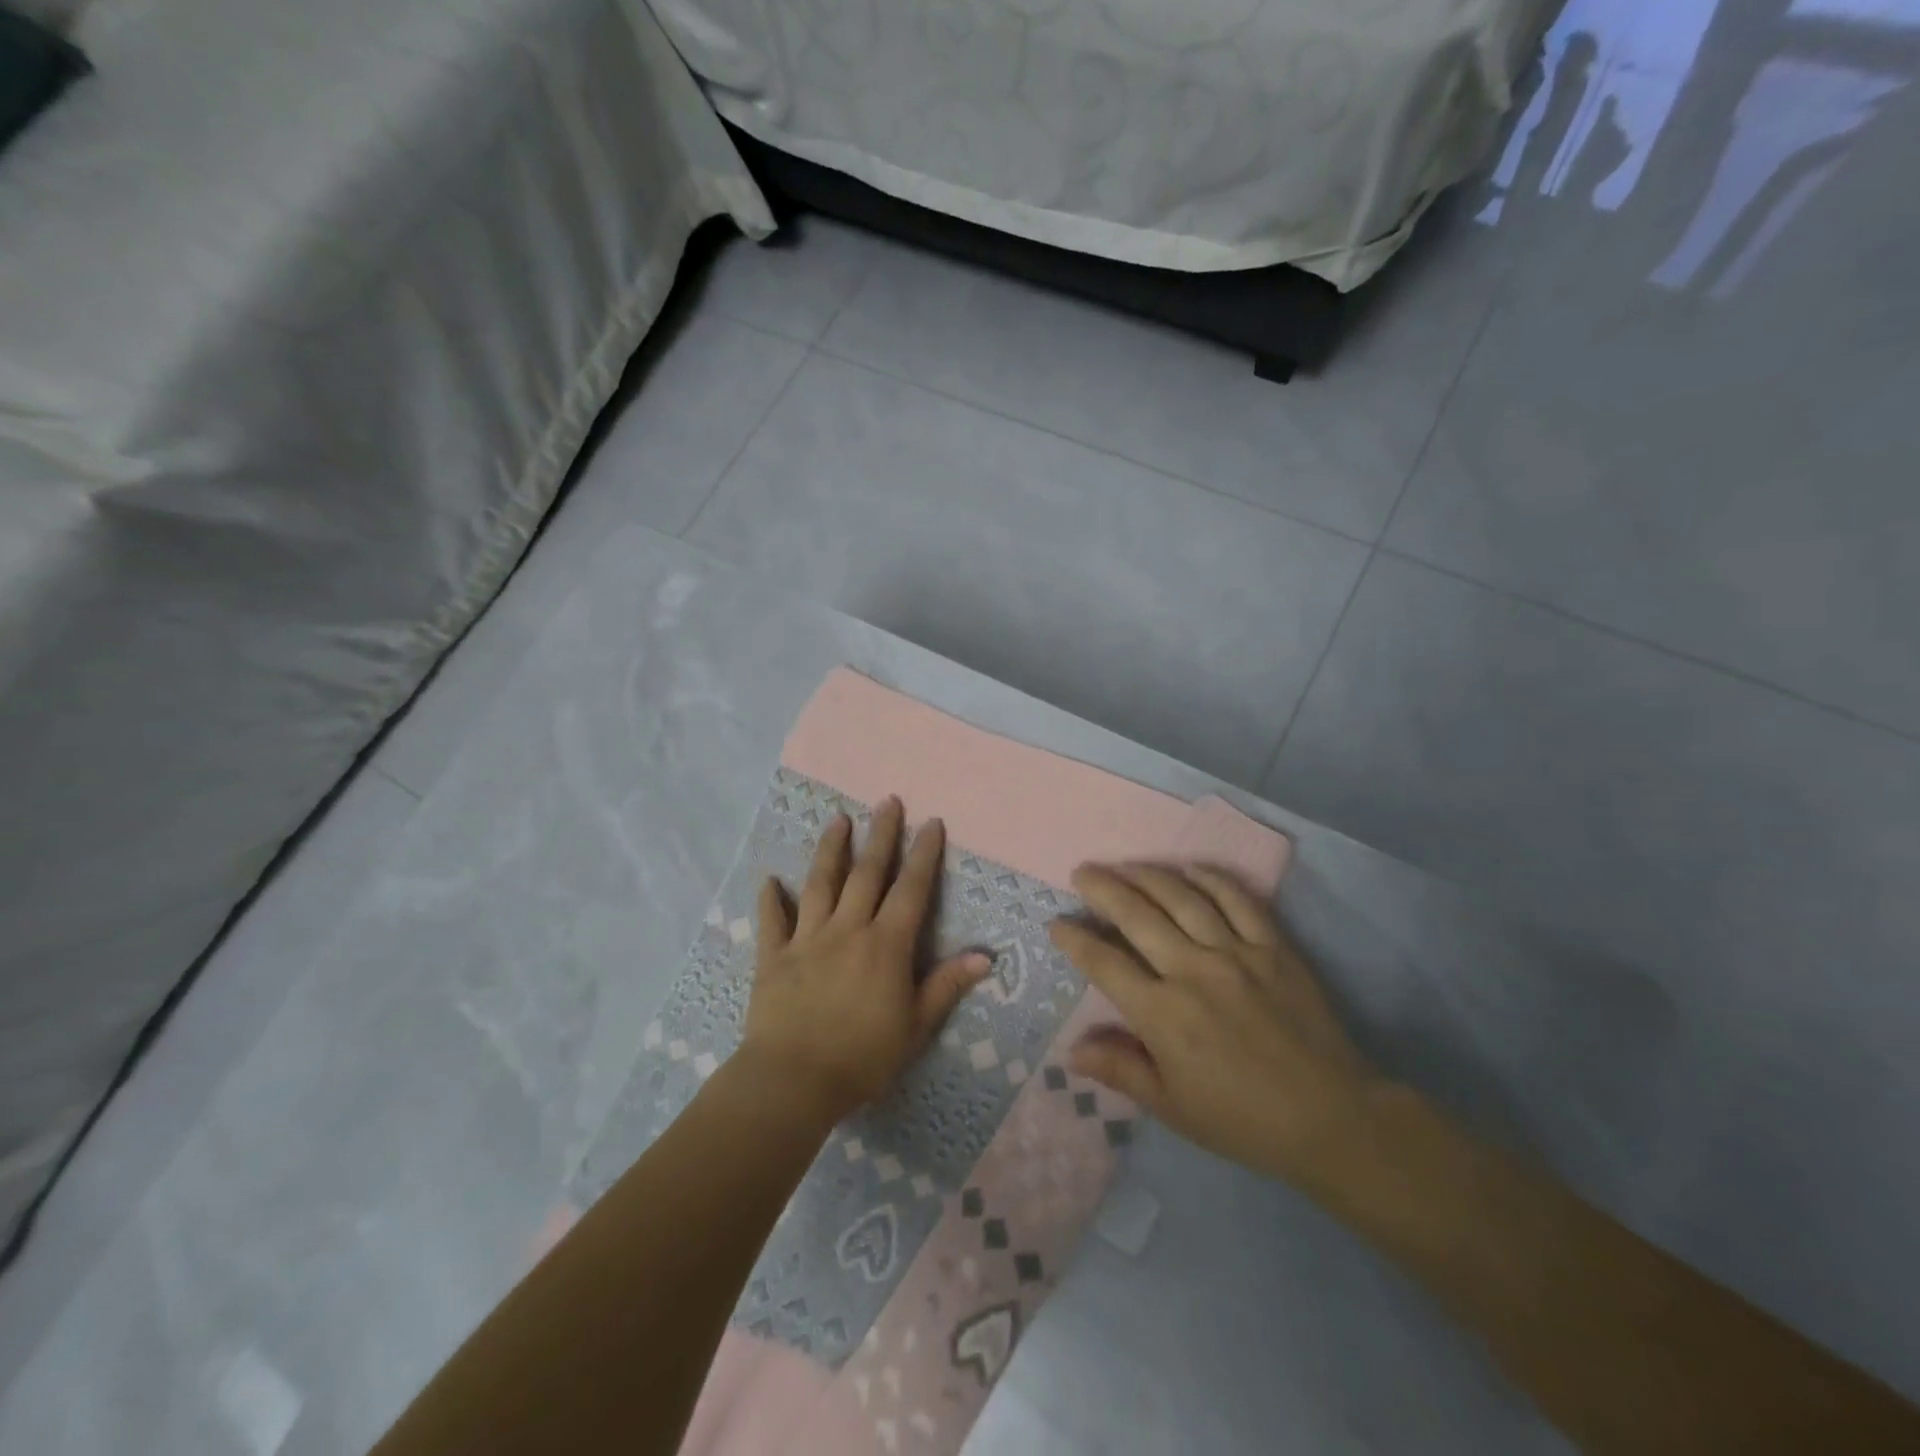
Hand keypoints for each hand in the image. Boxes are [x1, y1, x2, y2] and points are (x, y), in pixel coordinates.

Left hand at [739, 797, 990, 1126]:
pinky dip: (770, 899)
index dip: (923, 854)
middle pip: (867, 873)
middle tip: (886, 800)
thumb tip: (986, 956)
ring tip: (837, 819)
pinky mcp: (773, 956)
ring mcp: (807, 939)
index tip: (931, 822)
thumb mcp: (916, 1027)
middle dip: (880, 835)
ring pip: (821, 884)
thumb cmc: (862, 1058)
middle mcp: (848, 930)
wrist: (793, 1081)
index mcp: (885, 945)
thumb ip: (946, 986)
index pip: (910, 889)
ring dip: (830, 849)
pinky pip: (772, 921)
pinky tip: (769, 880)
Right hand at [1049, 863, 1387, 1193]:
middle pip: (1136, 915)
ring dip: (1147, 876)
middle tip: (1083, 872)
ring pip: (1181, 898)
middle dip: (1103, 889)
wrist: (1331, 1118)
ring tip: (1124, 865)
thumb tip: (1071, 1050)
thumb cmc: (1242, 1119)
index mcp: (1163, 1013)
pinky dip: (1211, 879)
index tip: (1057, 924)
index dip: (1075, 940)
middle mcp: (1192, 970)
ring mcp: (1236, 953)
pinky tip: (1190, 868)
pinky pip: (1238, 900)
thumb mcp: (1173, 1107)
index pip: (1104, 963)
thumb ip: (1121, 1070)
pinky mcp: (1273, 947)